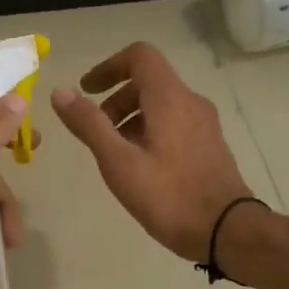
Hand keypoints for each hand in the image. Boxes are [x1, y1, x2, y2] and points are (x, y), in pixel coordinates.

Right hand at [52, 42, 254, 261]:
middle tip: (96, 132)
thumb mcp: (118, 161)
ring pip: (161, 105)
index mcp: (170, 98)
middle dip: (115, 100)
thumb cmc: (168, 195)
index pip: (139, 56)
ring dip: (130, 119)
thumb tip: (60, 92)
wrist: (228, 232)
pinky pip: (174, 123)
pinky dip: (149, 131)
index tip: (87, 91)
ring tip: (114, 154)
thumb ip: (89, 124)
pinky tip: (139, 167)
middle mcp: (191, 102)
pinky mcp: (210, 145)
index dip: (108, 67)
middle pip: (148, 81)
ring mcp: (205, 124)